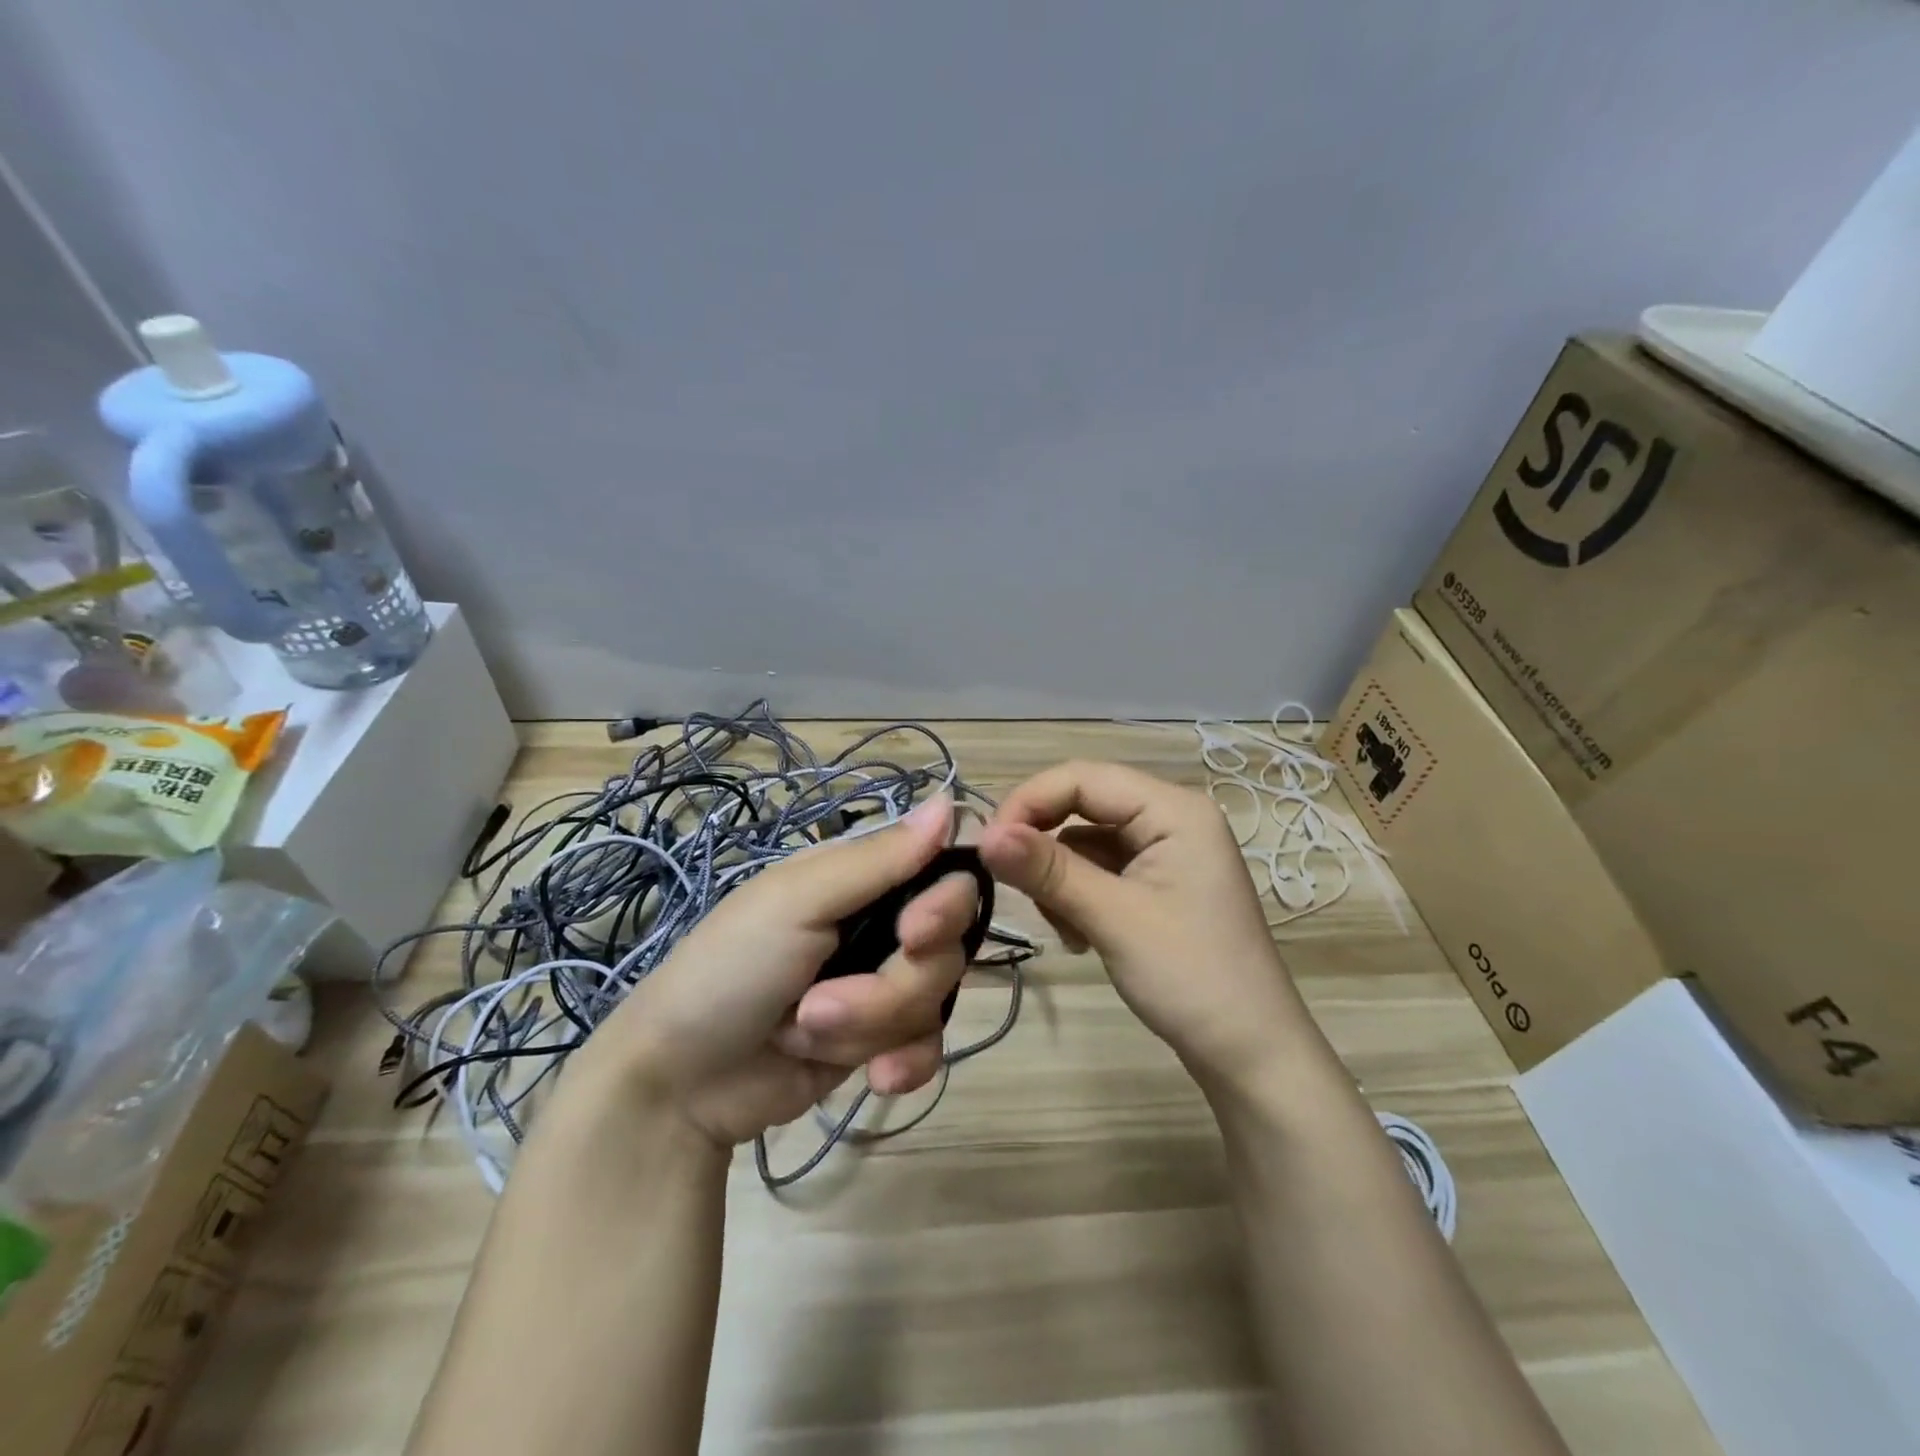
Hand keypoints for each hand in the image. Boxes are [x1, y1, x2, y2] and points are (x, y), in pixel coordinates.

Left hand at [571, 796, 977, 1147]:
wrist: (681, 1083)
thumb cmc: (729, 969)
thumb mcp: (797, 901)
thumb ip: (878, 859)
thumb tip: (950, 802)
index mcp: (863, 877)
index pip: (945, 866)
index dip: (951, 898)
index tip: (918, 931)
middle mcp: (883, 922)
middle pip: (948, 943)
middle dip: (895, 982)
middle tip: (825, 999)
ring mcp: (884, 982)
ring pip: (936, 998)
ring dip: (872, 1024)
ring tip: (806, 1030)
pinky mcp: (883, 1038)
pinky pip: (931, 1045)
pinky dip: (905, 1063)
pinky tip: (874, 1077)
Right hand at [978, 761, 1307, 1089]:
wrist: (1251, 1056)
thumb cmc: (1191, 977)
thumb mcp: (1113, 918)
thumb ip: (1048, 870)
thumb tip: (984, 835)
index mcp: (1173, 809)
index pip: (1082, 777)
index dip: (1029, 802)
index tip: (987, 847)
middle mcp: (1171, 818)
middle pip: (1084, 806)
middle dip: (1045, 846)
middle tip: (1015, 888)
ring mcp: (1166, 853)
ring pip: (1086, 842)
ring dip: (1060, 879)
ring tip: (1067, 929)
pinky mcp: (1158, 885)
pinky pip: (1101, 870)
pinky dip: (1079, 896)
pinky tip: (1081, 937)